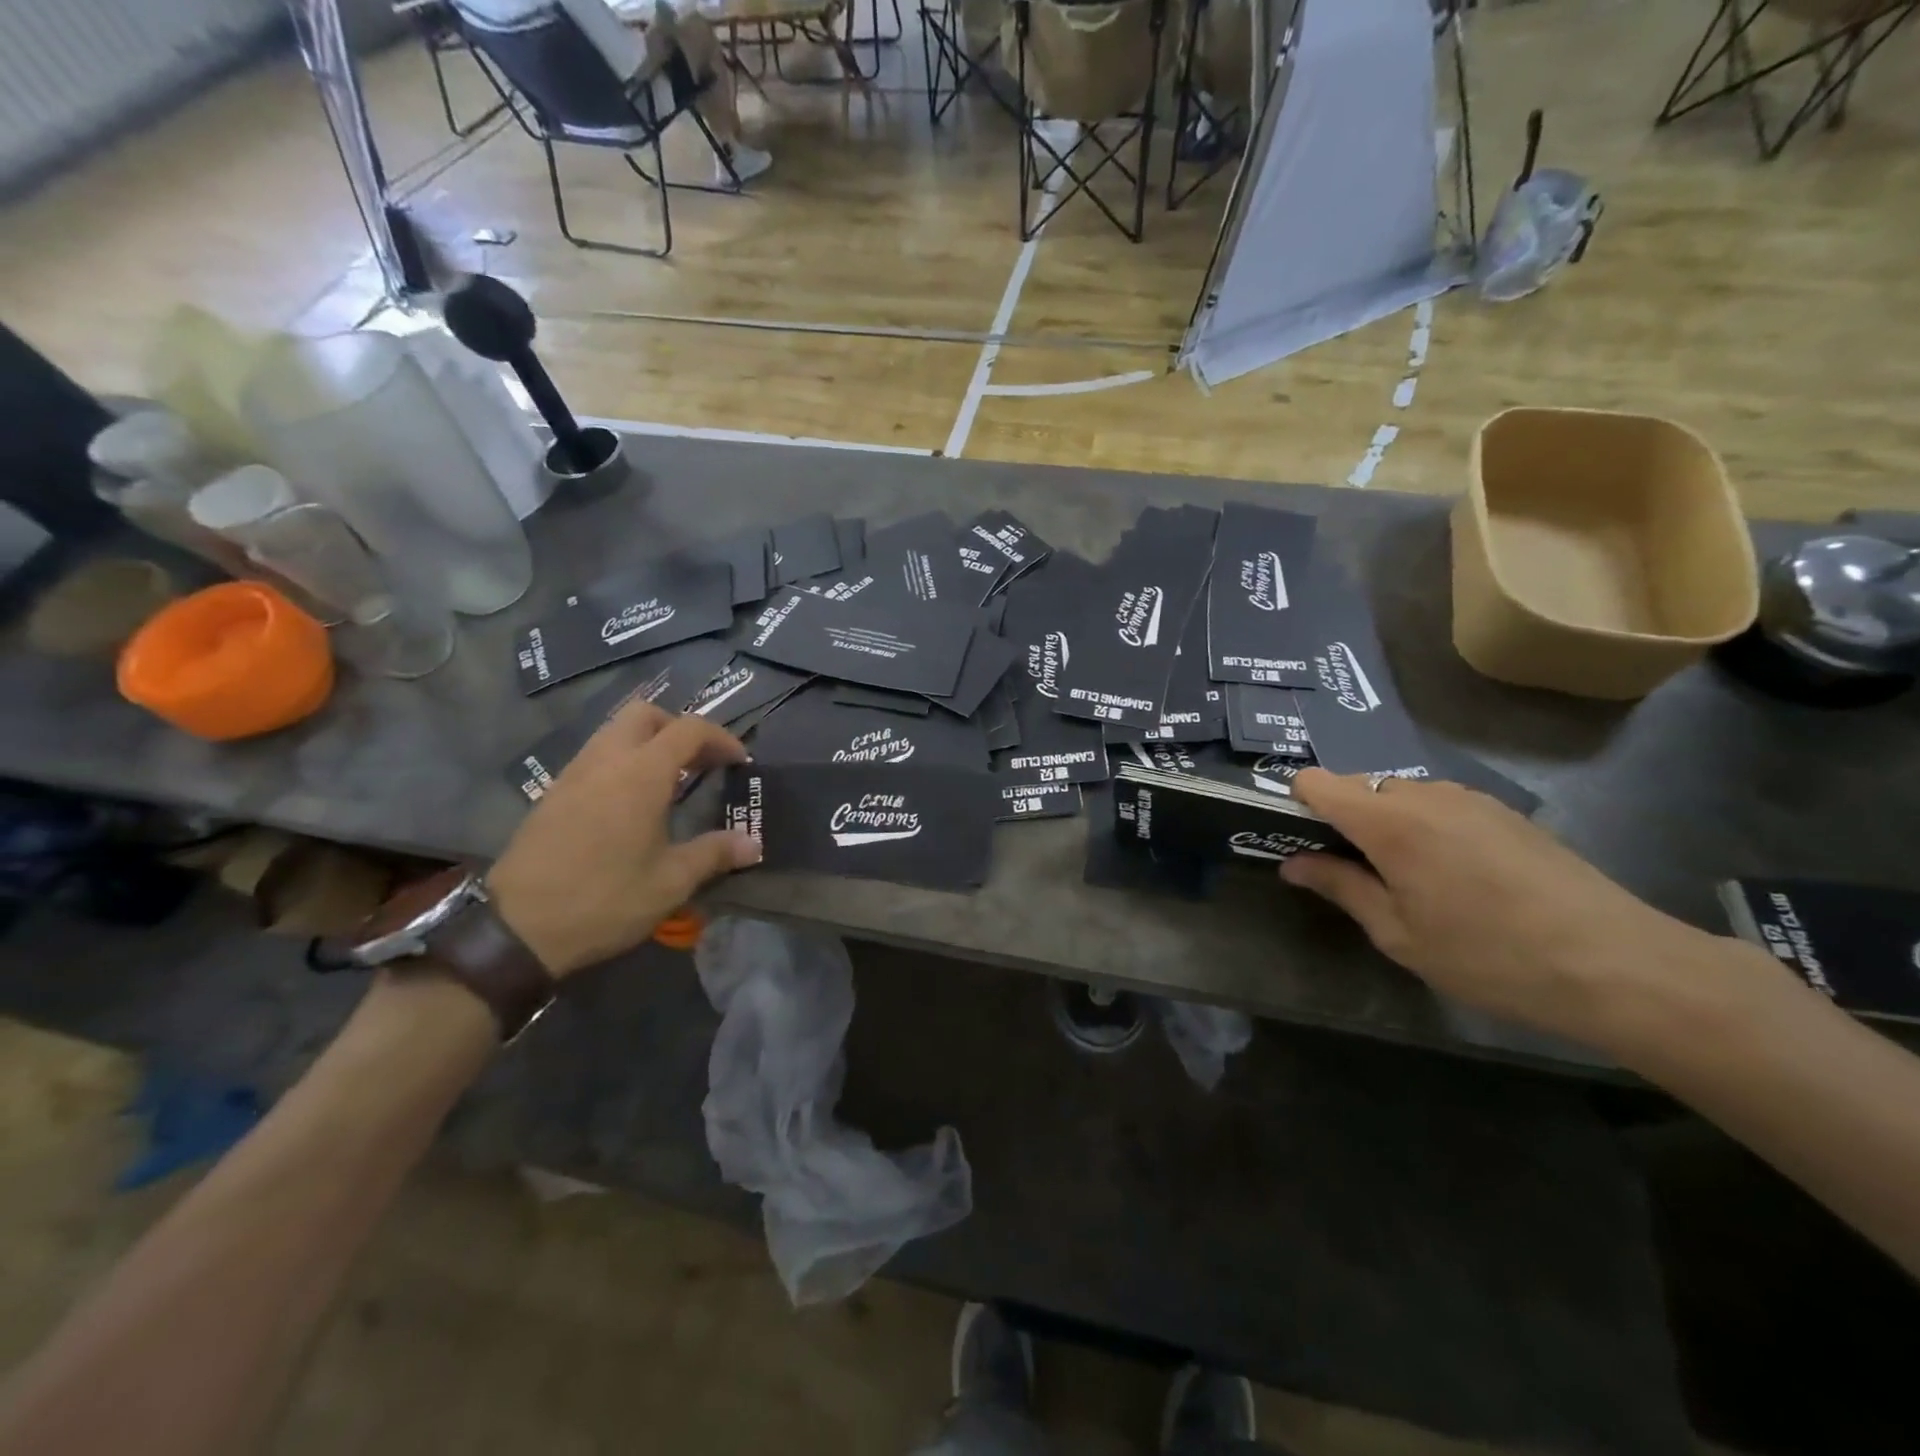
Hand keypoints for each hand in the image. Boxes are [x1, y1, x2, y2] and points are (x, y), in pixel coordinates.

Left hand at [486, 700, 759, 975]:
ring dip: (647, 742)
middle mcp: (606, 761)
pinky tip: (630, 801)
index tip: (739, 762)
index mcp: (641, 774)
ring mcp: (574, 774)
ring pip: (614, 731)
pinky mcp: (553, 794)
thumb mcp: (670, 882)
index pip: (688, 730)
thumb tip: (752, 845)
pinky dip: (621, 760)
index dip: (720, 738)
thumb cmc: (605, 899)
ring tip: (669, 779)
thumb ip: (714, 854)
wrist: (517, 928)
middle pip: (645, 715)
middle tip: (699, 761)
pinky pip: (594, 755)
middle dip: (678, 728)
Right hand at [1280, 768, 1717, 1050]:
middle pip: (1358, 787)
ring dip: (1387, 824)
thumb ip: (1340, 887)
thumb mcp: (1399, 934)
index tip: (1304, 842)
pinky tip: (1459, 878)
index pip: (1317, 781)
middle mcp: (1425, 794)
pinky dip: (1427, 828)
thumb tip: (1293, 863)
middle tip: (1359, 875)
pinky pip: (1440, 805)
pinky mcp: (1504, 811)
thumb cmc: (1490, 956)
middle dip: (1344, 821)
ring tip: (1413, 881)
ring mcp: (1470, 798)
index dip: (1298, 804)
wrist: (1619, 965)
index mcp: (1389, 820)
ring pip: (1400, 796)